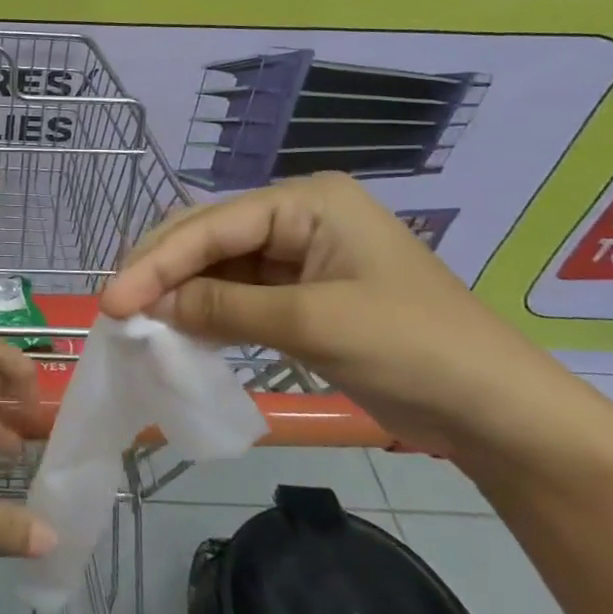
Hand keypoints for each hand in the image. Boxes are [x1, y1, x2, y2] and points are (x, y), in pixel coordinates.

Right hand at [99, 172, 577, 457]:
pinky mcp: (301, 293)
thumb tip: (153, 304)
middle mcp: (298, 217)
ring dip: (180, 291)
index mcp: (308, 201)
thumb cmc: (413, 348)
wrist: (498, 412)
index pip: (214, 226)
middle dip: (162, 270)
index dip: (158, 262)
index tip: (114, 301)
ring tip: (138, 319)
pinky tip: (178, 327)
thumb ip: (225, 306)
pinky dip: (207, 310)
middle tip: (116, 307)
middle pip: (209, 237)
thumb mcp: (312, 323)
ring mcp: (299, 255)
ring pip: (218, 265)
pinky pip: (238, 293)